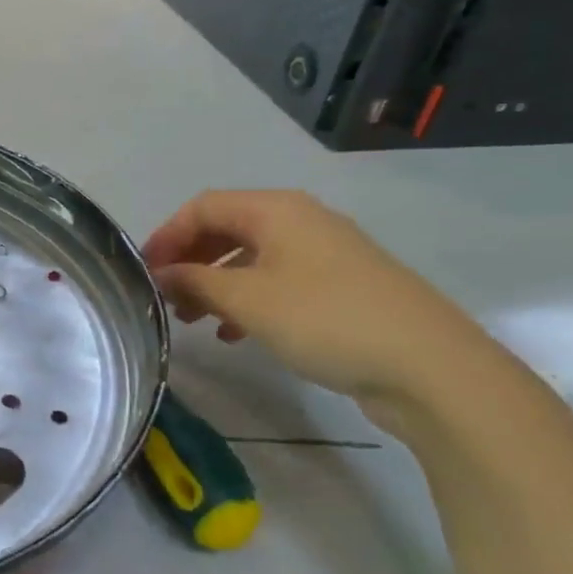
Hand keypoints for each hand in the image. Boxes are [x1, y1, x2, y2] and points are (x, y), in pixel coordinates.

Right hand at [144, 190, 495, 415]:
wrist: (428, 366)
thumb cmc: (324, 319)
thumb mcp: (246, 300)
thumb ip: (195, 282)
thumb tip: (161, 274)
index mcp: (276, 209)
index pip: (203, 207)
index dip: (167, 235)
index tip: (144, 272)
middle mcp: (300, 221)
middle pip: (227, 229)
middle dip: (190, 261)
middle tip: (166, 298)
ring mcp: (324, 254)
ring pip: (251, 259)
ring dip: (215, 284)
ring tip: (193, 321)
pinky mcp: (340, 288)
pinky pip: (277, 283)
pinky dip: (247, 302)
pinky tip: (235, 334)